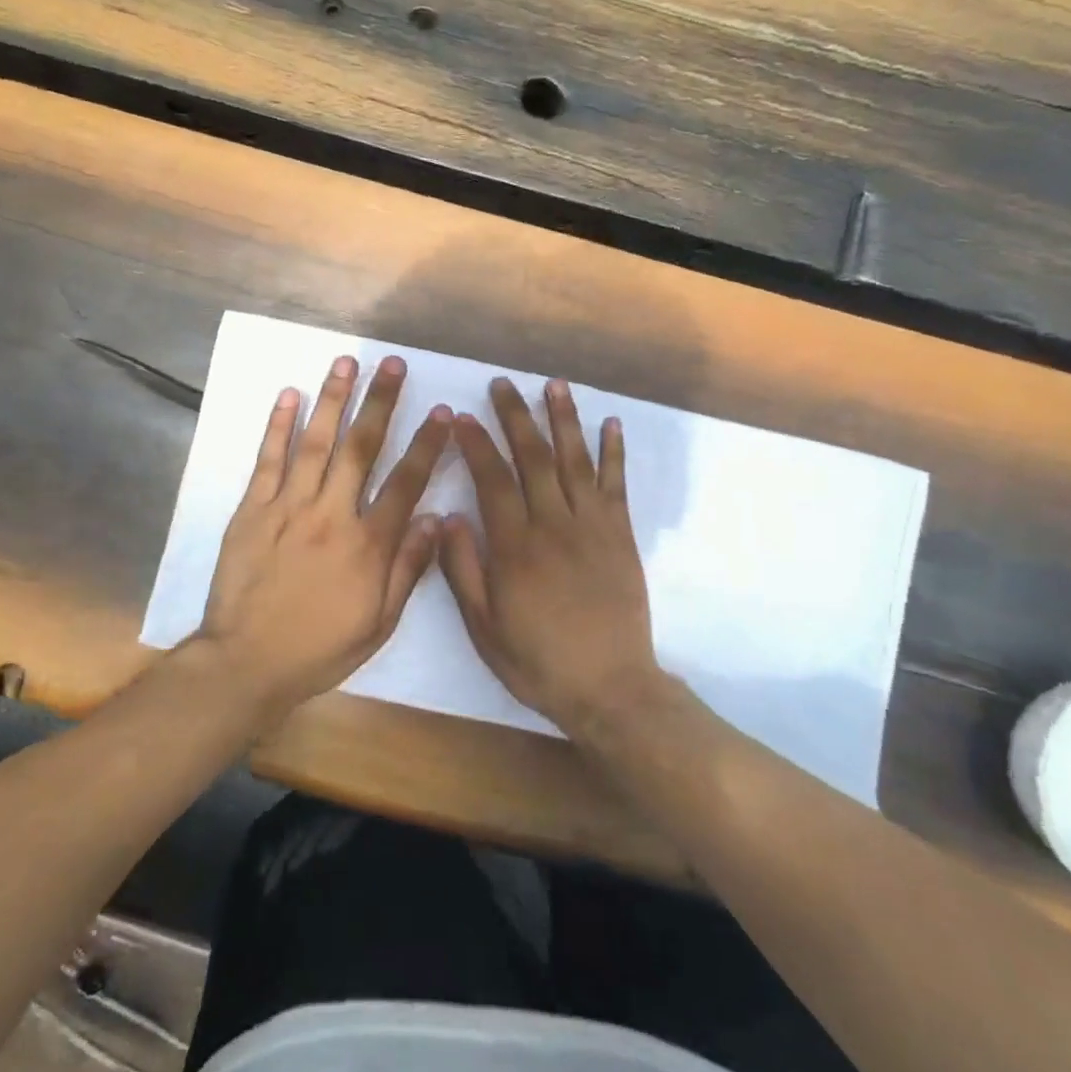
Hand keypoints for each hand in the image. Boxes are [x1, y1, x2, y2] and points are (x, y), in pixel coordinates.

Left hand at [193, 354, 451, 717]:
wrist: (247, 662)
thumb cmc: (320, 647)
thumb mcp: (380, 622)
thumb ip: (408, 567)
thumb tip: (437, 520)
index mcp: (368, 544)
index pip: (406, 482)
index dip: (426, 444)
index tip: (441, 411)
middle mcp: (332, 514)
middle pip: (362, 447)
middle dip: (380, 402)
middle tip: (392, 364)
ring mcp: (288, 507)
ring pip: (316, 442)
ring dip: (333, 399)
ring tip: (345, 362)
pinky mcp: (252, 510)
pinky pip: (268, 460)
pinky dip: (278, 426)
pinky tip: (289, 395)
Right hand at [440, 376, 660, 735]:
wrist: (609, 687)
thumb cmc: (537, 660)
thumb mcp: (482, 626)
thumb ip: (462, 569)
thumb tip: (449, 516)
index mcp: (515, 547)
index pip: (492, 479)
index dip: (476, 443)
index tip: (462, 416)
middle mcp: (554, 525)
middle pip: (534, 457)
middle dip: (515, 416)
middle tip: (502, 385)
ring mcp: (592, 526)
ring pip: (576, 460)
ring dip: (564, 419)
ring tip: (554, 385)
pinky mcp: (621, 535)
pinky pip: (617, 484)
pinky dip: (614, 452)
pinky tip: (610, 424)